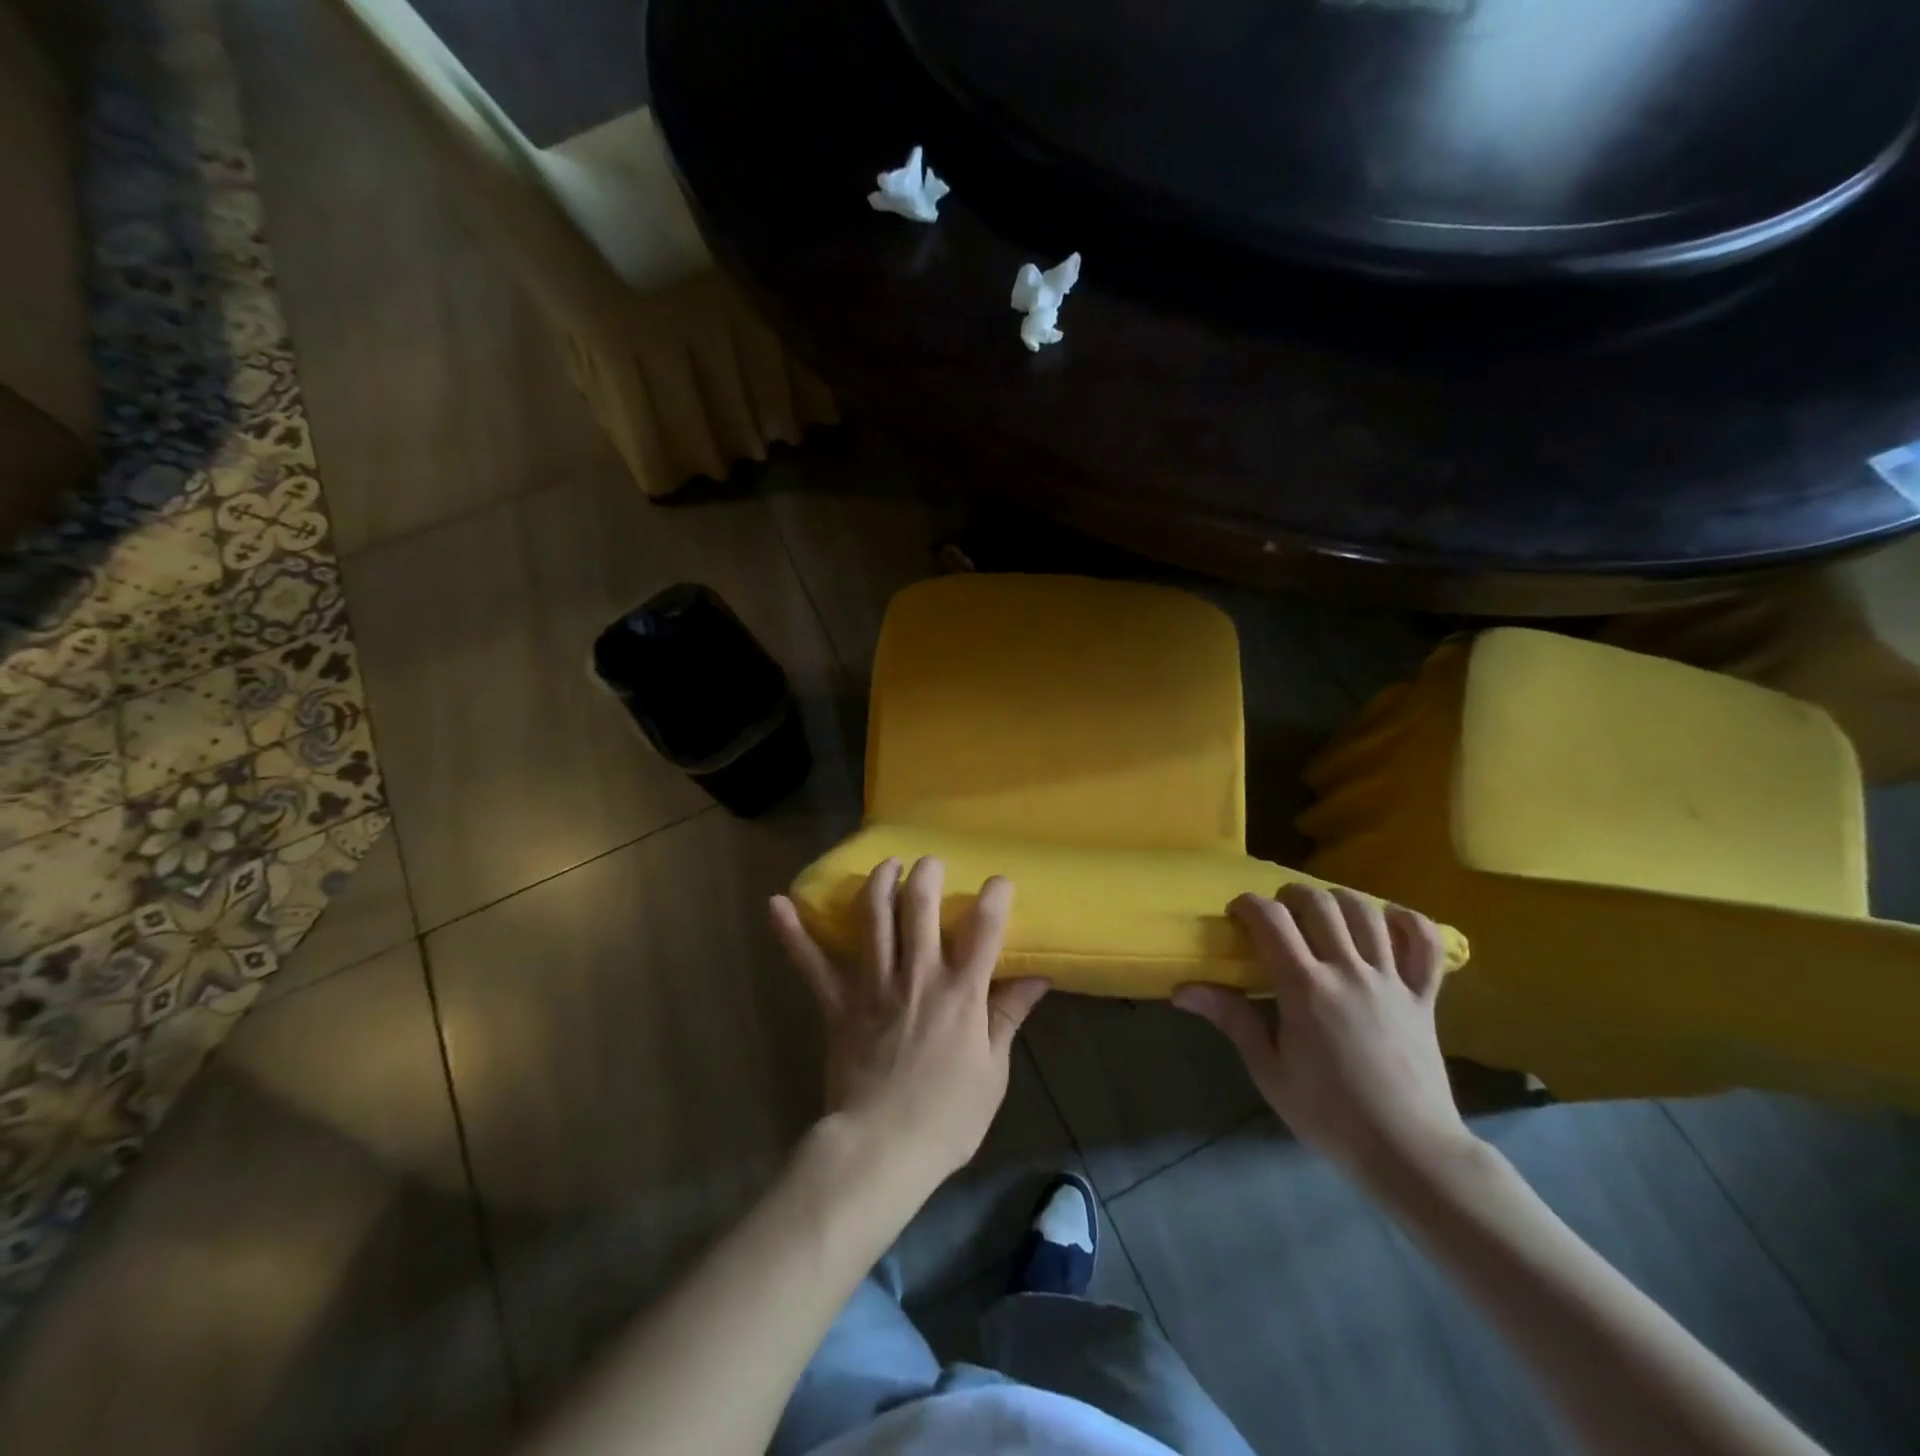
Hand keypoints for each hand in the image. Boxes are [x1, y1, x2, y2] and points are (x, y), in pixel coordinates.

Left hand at [770, 857, 1048, 1192]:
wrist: (881, 1148)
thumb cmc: (947, 1117)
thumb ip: (1008, 1017)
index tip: (998, 880)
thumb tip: (1038, 978)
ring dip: (878, 883)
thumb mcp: (993, 1071)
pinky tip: (777, 904)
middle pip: (920, 907)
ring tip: (886, 864)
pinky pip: (810, 962)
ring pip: (873, 918)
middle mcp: (916, 976)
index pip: (983, 930)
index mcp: (960, 993)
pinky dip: (792, 933)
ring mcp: (872, 985)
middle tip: (930, 862)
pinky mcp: (837, 1002)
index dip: (993, 897)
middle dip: (926, 875)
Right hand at [1174, 884, 1473, 1189]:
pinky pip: (1426, 945)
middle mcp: (1348, 972)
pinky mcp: (1424, 997)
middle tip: (1278, 915)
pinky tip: (1387, 922)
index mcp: (1305, 988)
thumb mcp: (1269, 1071)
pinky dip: (1408, 922)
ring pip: (1367, 912)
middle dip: (1290, 895)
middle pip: (1319, 904)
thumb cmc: (1329, 1115)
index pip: (1270, 920)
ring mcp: (1391, 981)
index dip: (1248, 905)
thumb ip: (1231, 1019)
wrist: (1409, 1152)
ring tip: (1324, 914)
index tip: (1236, 916)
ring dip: (1339, 900)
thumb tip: (1182, 990)